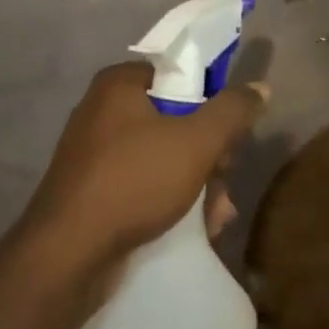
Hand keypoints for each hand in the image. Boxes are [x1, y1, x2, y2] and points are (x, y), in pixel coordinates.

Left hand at [23, 62, 268, 271]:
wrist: (68, 253)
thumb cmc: (135, 181)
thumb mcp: (196, 142)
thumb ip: (232, 112)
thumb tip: (260, 87)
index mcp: (118, 86)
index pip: (176, 76)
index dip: (210, 101)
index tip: (229, 133)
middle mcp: (102, 112)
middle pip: (174, 120)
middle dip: (208, 154)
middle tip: (225, 177)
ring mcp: (94, 155)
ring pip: (162, 158)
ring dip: (197, 184)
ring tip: (217, 215)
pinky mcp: (93, 192)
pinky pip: (142, 185)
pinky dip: (170, 201)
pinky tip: (197, 228)